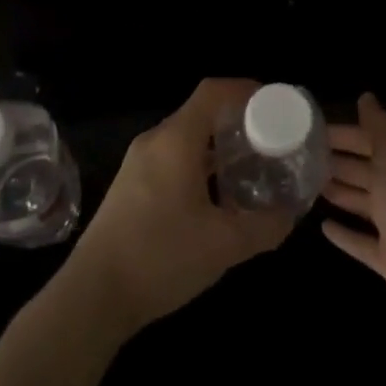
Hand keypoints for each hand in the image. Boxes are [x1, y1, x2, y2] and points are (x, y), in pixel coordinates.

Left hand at [63, 78, 295, 336]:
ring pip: (187, 139)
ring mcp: (138, 163)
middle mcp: (155, 141)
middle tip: (272, 142)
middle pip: (202, 113)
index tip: (278, 105)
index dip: (247, 90)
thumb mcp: (225, 245)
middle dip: (239, 122)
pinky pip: (173, 159)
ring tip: (252, 169)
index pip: (214, 91)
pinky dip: (201, 165)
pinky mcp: (131, 186)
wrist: (93, 295)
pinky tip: (219, 198)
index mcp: (176, 140)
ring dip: (220, 148)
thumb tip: (292, 214)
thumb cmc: (161, 257)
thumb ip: (266, 226)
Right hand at [321, 93, 385, 343]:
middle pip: (367, 172)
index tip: (311, 131)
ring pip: (364, 204)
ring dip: (340, 193)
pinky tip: (323, 227)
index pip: (372, 142)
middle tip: (302, 158)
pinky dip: (346, 234)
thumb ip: (379, 129)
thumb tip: (366, 96)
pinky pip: (363, 242)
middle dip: (338, 162)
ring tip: (309, 186)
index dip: (344, 135)